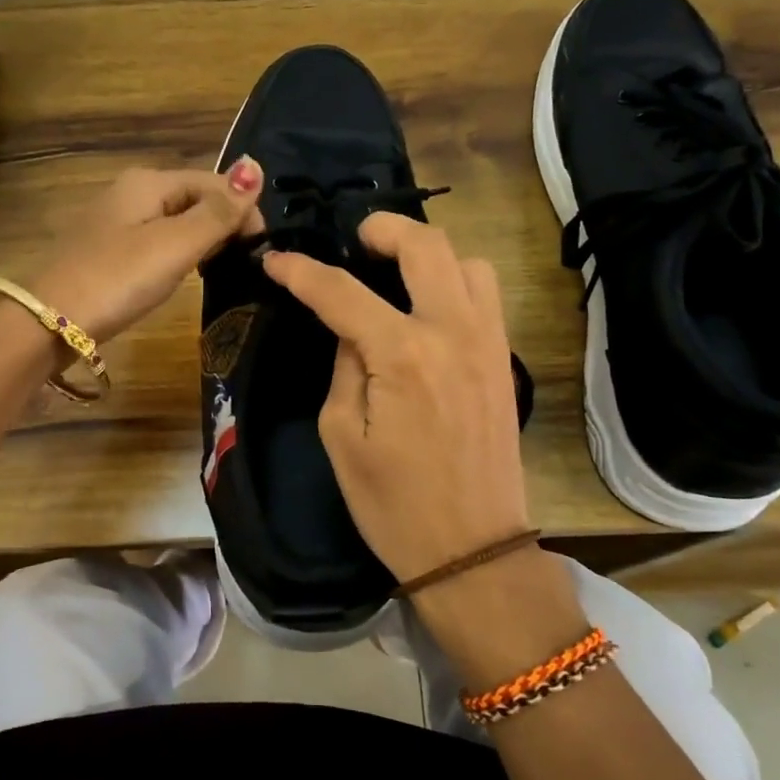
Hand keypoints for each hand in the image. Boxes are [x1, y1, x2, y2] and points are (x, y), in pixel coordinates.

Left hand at [29, 162, 264, 344]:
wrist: (50, 321)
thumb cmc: (119, 278)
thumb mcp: (176, 245)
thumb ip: (218, 211)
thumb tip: (255, 166)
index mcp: (150, 181)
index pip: (214, 182)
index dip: (243, 209)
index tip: (260, 249)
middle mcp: (132, 190)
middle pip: (195, 197)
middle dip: (224, 224)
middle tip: (242, 262)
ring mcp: (118, 219)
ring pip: (178, 219)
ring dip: (204, 239)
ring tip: (220, 269)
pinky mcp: (110, 248)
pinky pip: (158, 239)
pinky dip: (179, 252)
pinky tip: (184, 274)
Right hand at [261, 213, 530, 585]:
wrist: (473, 550)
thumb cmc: (394, 505)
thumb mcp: (342, 436)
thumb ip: (344, 366)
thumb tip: (351, 328)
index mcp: (403, 355)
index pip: (342, 292)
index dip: (302, 271)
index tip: (276, 260)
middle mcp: (453, 333)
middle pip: (426, 245)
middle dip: (384, 229)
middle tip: (355, 242)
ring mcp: (488, 343)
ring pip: (469, 262)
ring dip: (430, 254)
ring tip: (396, 273)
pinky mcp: (504, 360)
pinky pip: (485, 296)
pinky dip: (455, 282)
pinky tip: (427, 308)